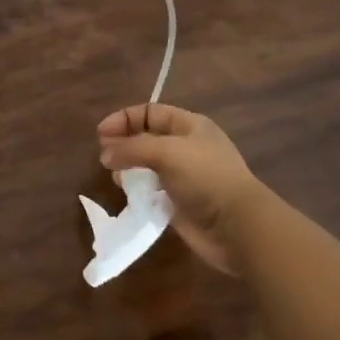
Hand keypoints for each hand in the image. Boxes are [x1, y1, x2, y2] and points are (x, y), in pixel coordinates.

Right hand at [97, 103, 272, 274]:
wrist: (238, 227)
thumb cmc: (205, 177)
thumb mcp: (167, 152)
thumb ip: (132, 148)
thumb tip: (105, 154)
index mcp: (189, 126)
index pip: (150, 112)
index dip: (124, 119)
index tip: (101, 134)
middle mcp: (186, 147)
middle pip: (146, 137)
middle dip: (123, 143)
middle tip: (105, 156)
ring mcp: (183, 176)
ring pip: (146, 165)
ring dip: (128, 168)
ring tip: (115, 176)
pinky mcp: (179, 203)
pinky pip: (151, 191)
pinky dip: (137, 190)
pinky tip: (128, 195)